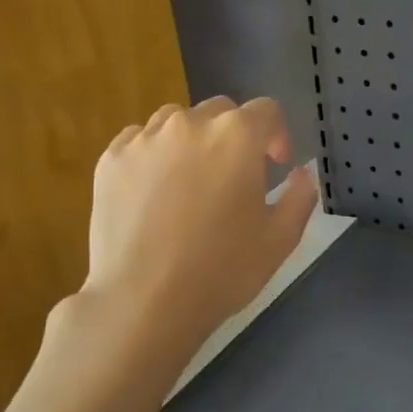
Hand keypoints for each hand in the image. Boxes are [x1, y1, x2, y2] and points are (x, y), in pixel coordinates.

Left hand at [84, 95, 317, 349]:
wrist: (144, 300)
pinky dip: (155, 155)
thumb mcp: (281, 238)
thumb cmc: (223, 269)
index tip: (277, 166)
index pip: (266, 111)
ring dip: (194, 141)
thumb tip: (302, 173)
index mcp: (236, 136)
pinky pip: (140, 141)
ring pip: (176, 122)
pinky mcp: (110, 160)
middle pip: (220, 112)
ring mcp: (143, 139)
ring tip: (193, 182)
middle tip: (236, 178)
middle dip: (235, 136)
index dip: (277, 135)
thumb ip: (301, 196)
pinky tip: (157, 192)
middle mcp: (188, 124)